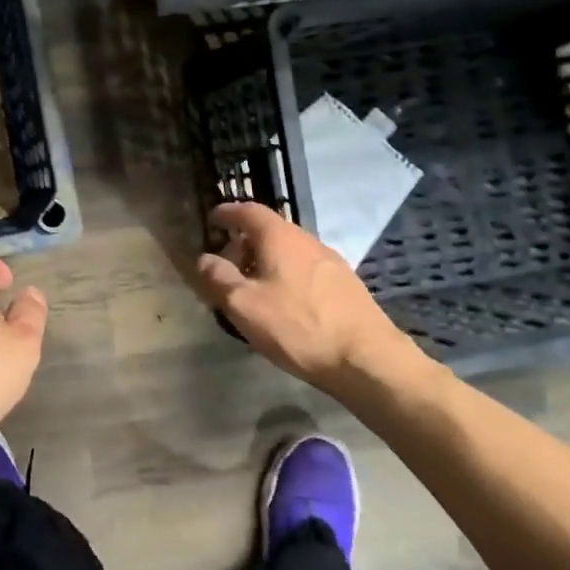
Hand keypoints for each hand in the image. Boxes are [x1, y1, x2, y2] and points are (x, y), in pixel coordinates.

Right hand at [196, 202, 425, 394]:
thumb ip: (218, 278)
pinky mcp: (345, 284)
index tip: (213, 219)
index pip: (248, 211)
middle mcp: (307, 240)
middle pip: (269, 230)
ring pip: (288, 251)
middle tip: (226, 266)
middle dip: (244, 243)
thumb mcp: (244, 305)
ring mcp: (330, 261)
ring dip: (266, 261)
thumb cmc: (297, 326)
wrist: (366, 358)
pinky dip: (286, 275)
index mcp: (279, 237)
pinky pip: (305, 268)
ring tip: (252, 289)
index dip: (228, 213)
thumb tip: (204, 258)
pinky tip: (283, 303)